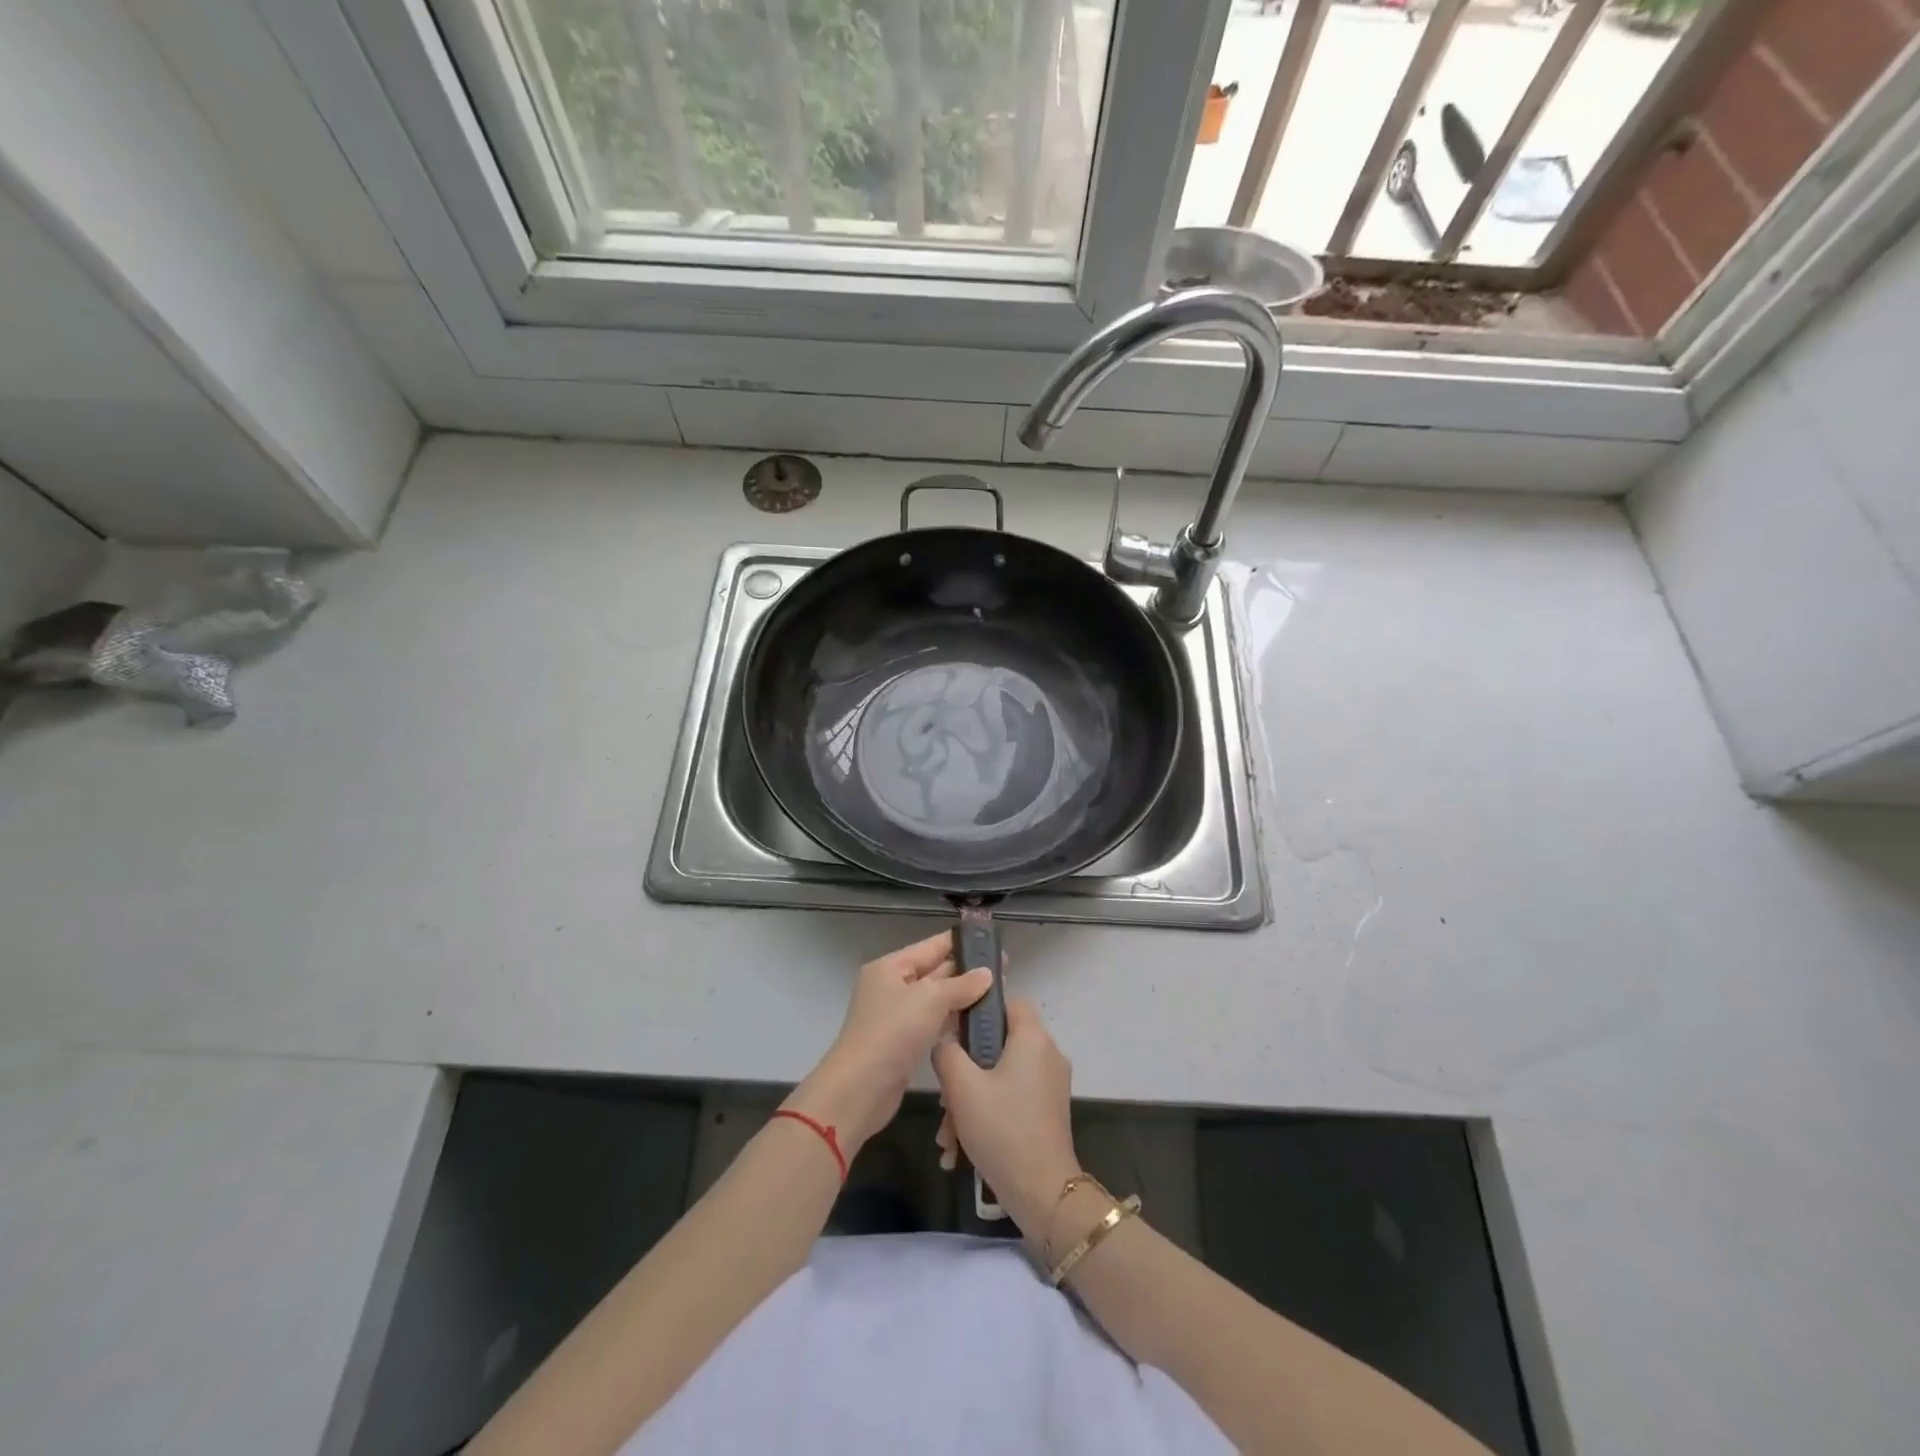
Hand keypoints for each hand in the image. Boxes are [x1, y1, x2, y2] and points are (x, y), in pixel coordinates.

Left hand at [788, 932, 991, 1151]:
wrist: (861, 1088)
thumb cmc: (893, 1032)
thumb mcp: (930, 999)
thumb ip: (961, 984)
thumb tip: (987, 974)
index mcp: (891, 967)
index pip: (932, 946)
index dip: (962, 942)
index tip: (992, 941)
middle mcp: (892, 987)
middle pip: (935, 971)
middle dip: (967, 971)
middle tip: (1005, 970)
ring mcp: (897, 1016)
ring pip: (936, 999)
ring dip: (963, 996)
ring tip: (999, 994)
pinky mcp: (904, 1042)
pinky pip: (933, 1022)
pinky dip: (953, 1020)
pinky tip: (978, 1021)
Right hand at [933, 997, 1078, 1241]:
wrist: (1042, 1193)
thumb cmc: (1002, 1129)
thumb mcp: (962, 1087)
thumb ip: (947, 1052)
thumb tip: (945, 1040)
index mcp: (1033, 1038)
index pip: (1007, 1002)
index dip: (978, 1010)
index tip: (952, 1032)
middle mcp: (1047, 1054)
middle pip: (998, 1044)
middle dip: (964, 1070)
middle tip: (944, 1097)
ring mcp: (1049, 1085)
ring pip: (1000, 1076)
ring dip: (969, 1100)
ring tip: (947, 1134)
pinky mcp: (1047, 1111)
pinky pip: (1011, 1098)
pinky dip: (986, 1114)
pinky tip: (959, 1149)